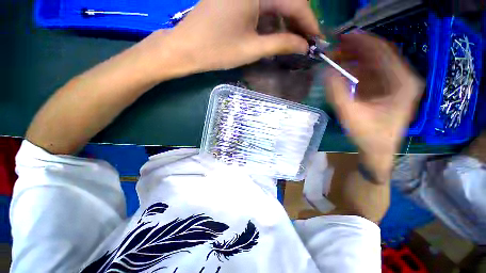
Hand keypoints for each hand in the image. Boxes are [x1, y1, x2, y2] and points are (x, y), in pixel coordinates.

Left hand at [137, 0, 319, 78]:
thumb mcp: (252, 49)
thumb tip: (303, 45)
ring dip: (286, 23)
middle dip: (298, 23)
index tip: (318, 39)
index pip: (295, 3)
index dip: (309, 23)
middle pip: (285, 1)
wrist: (186, 49)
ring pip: (274, 4)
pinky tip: (275, 35)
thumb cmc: (217, 50)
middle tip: (307, 43)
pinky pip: (261, 7)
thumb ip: (281, 44)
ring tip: (293, 42)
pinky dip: (271, 21)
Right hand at [324, 34, 423, 177]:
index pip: (383, 51)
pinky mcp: (386, 89)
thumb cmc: (368, 136)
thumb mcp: (350, 115)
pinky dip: (357, 68)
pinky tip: (344, 69)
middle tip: (334, 48)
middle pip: (379, 54)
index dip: (362, 41)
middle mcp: (403, 79)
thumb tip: (326, 72)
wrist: (377, 151)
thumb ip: (338, 93)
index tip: (342, 37)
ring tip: (336, 57)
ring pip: (375, 62)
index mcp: (402, 83)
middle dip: (356, 49)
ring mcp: (395, 83)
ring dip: (355, 58)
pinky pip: (371, 72)